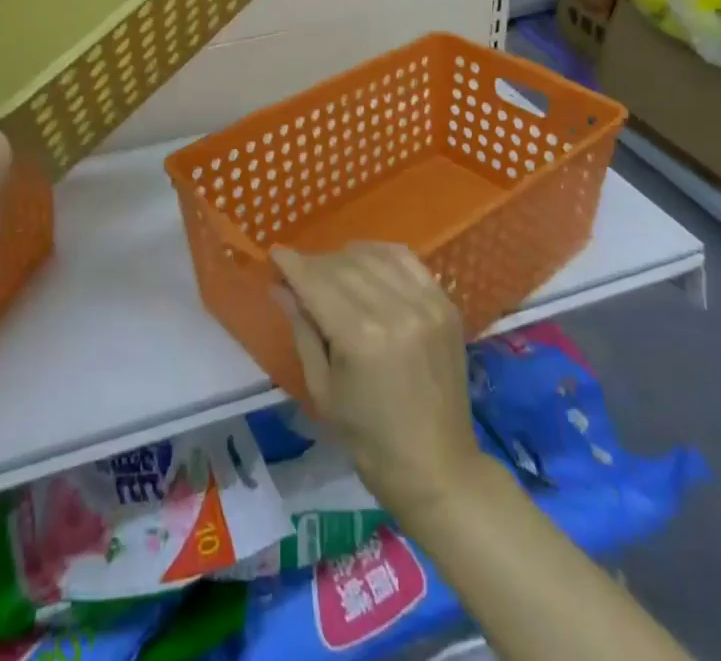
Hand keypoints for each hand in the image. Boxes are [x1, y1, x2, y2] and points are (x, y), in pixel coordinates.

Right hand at [271, 243, 485, 519]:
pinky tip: (367, 264)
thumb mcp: (323, 388)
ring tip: (332, 271)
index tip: (275, 254)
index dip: (292, 265)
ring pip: (373, 256)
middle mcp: (395, 310)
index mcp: (360, 337)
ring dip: (345, 258)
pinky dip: (381, 254)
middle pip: (342, 265)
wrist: (437, 468)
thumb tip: (279, 287)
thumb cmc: (369, 439)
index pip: (316, 283)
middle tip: (299, 274)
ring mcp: (425, 304)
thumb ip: (302, 329)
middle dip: (314, 264)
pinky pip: (406, 259)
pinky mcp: (445, 304)